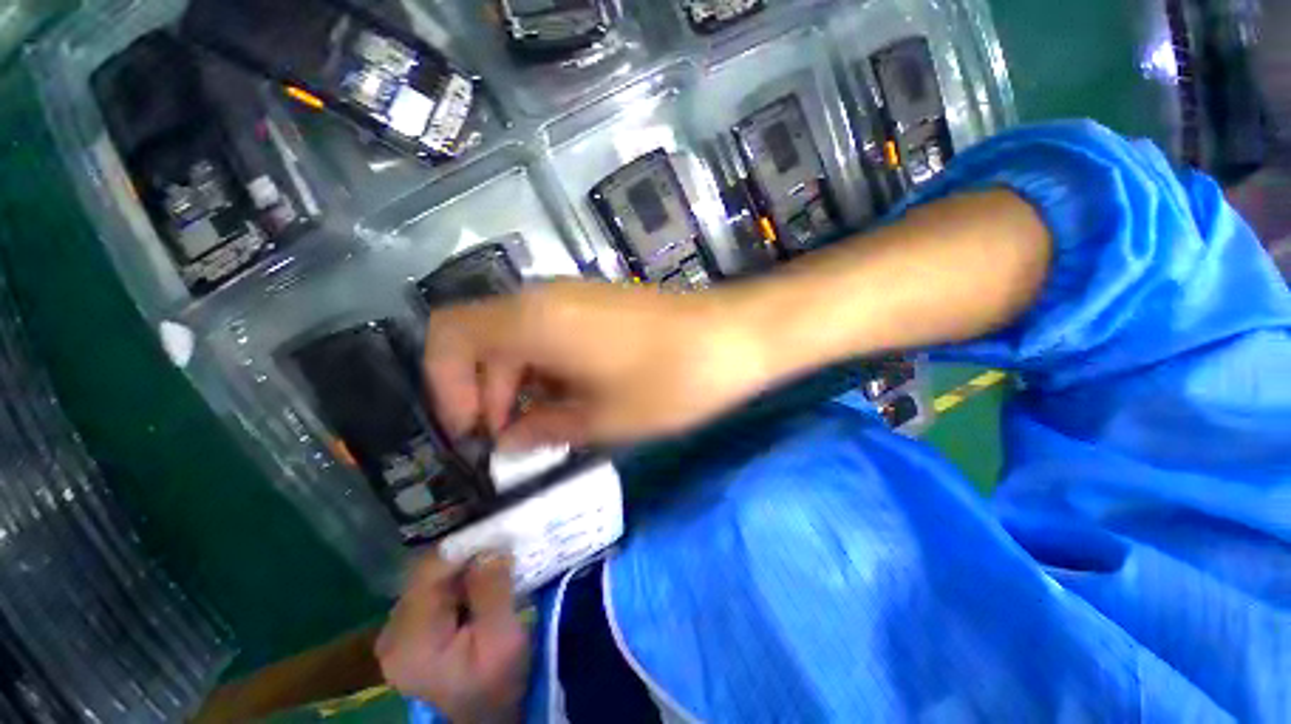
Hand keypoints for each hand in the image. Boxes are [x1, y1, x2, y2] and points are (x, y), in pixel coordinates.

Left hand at [375, 554, 529, 723]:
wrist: (486, 716)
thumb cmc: (496, 682)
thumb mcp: (502, 639)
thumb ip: (492, 591)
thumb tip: (489, 548)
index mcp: (410, 640)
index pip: (429, 572)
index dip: (463, 546)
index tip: (496, 532)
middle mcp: (392, 632)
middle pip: (427, 572)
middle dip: (466, 556)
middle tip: (500, 546)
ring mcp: (396, 631)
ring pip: (430, 577)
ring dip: (463, 566)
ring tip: (493, 563)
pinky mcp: (408, 630)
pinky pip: (432, 589)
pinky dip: (457, 579)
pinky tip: (478, 583)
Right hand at [423, 280, 772, 447]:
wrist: (733, 337)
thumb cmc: (670, 380)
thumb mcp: (604, 418)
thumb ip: (546, 429)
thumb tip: (511, 442)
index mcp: (533, 320)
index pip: (449, 335)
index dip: (446, 385)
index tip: (474, 431)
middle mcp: (544, 298)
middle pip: (482, 339)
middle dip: (487, 393)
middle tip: (513, 441)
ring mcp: (573, 298)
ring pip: (517, 339)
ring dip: (518, 383)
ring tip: (545, 428)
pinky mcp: (597, 306)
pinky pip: (550, 334)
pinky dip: (545, 369)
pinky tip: (571, 400)